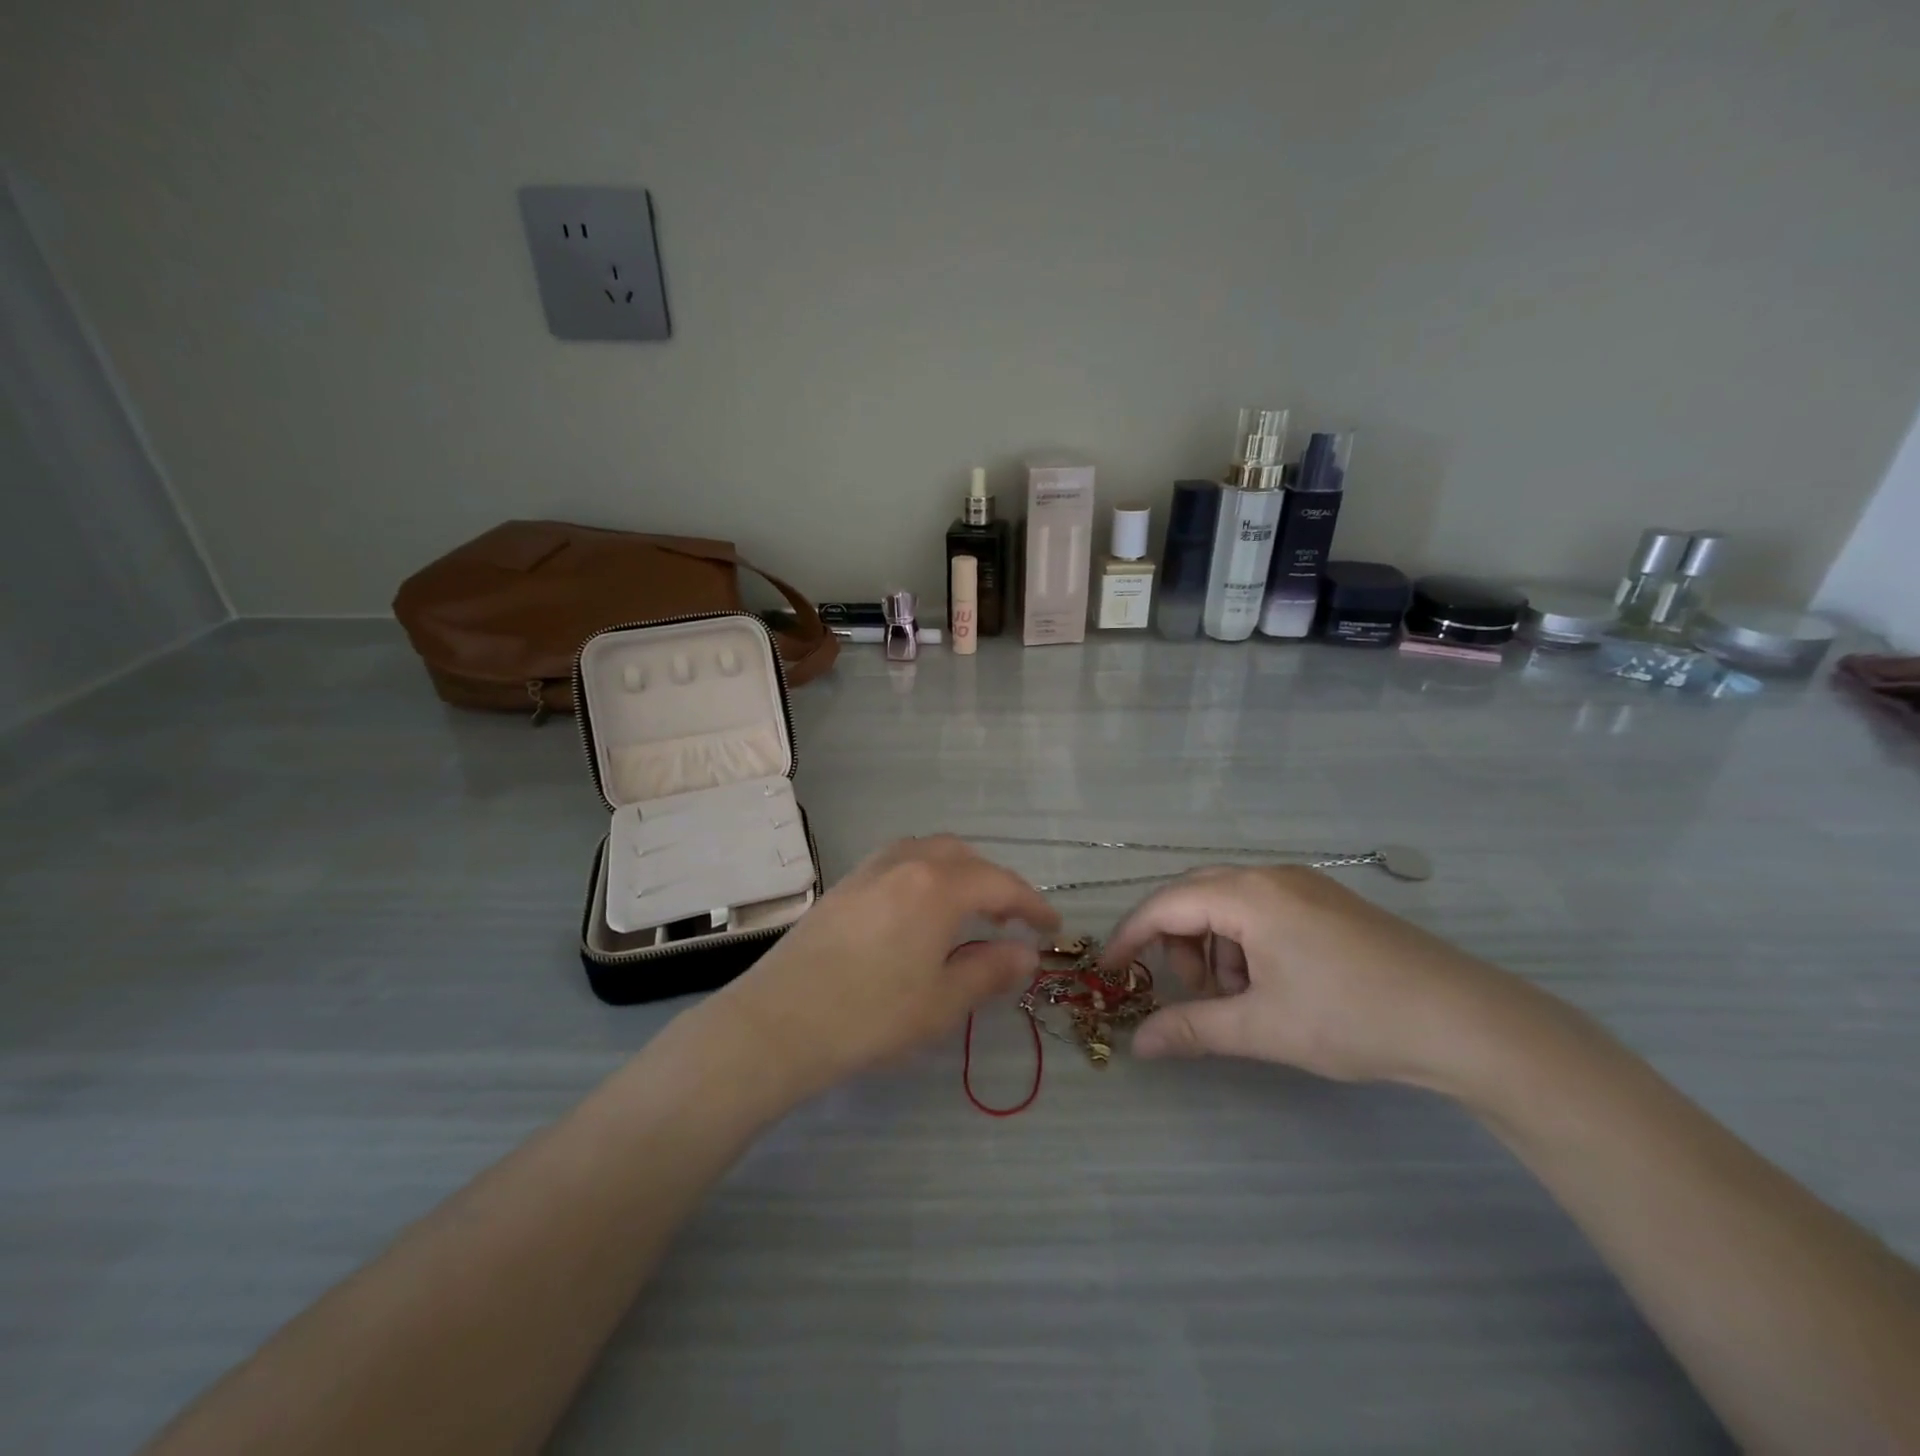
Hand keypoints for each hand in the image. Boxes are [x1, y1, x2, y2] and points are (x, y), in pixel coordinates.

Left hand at [710, 836, 1059, 1100]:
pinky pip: (898, 862)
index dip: (1032, 904)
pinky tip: (920, 911)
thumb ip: (990, 970)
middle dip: (995, 882)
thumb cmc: (870, 1015)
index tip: (1053, 928)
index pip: (1001, 884)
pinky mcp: (843, 886)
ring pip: (928, 851)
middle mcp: (905, 863)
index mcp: (937, 886)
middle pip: (964, 857)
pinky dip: (925, 874)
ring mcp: (869, 870)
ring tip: (967, 910)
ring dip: (958, 872)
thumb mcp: (942, 1002)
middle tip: (1010, 920)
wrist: (778, 1022)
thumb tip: (1026, 954)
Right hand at [1102, 866, 1535, 1088]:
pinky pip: (1261, 911)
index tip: (1109, 970)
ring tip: (1244, 999)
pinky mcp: (1326, 902)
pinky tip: (1274, 985)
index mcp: (1248, 895)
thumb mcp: (1263, 1028)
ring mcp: (1303, 885)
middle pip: (1194, 897)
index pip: (1165, 904)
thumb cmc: (1352, 1018)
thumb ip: (1192, 1030)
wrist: (1466, 1022)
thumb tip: (1138, 1044)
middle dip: (1178, 944)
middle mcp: (1270, 876)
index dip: (1130, 936)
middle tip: (1194, 994)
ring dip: (1215, 948)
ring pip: (1228, 905)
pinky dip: (1247, 944)